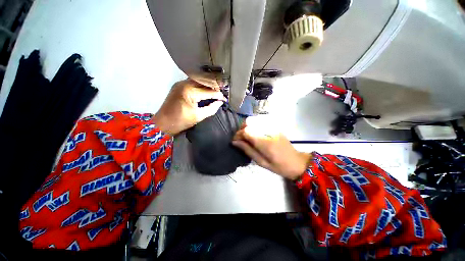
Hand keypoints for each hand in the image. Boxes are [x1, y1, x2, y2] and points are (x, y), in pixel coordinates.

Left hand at [152, 79, 225, 135]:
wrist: (163, 122)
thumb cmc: (182, 121)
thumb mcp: (199, 116)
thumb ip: (211, 108)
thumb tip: (220, 102)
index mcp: (190, 92)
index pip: (209, 91)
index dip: (218, 95)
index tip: (224, 99)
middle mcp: (185, 84)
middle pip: (204, 82)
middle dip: (214, 88)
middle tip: (220, 94)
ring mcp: (180, 83)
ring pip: (199, 80)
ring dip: (207, 85)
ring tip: (214, 92)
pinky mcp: (178, 84)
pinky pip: (192, 82)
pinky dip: (200, 85)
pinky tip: (204, 91)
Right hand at [232, 117, 311, 179]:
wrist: (296, 162)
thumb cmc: (278, 166)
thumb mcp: (261, 162)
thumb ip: (248, 150)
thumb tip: (235, 142)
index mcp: (265, 143)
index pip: (246, 131)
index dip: (238, 135)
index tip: (234, 141)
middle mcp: (268, 131)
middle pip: (249, 123)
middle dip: (241, 129)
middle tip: (240, 139)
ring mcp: (272, 127)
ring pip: (254, 120)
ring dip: (247, 127)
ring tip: (246, 136)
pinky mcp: (275, 127)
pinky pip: (260, 121)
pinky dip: (253, 126)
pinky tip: (254, 133)